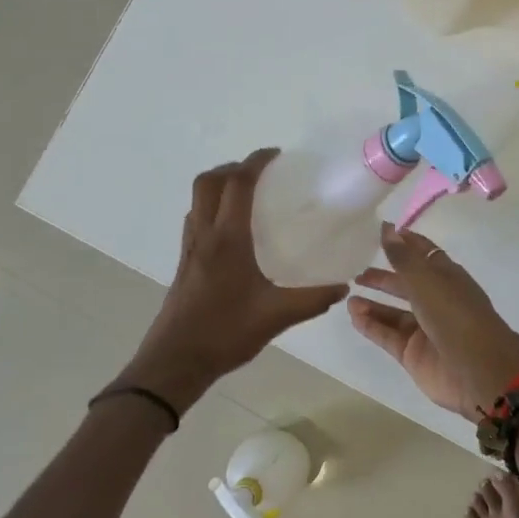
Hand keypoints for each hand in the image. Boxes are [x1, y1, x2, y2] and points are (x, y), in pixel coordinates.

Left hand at [122, 150, 347, 411]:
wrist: (175, 362)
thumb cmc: (224, 333)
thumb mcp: (276, 316)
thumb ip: (312, 299)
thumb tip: (343, 286)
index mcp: (227, 239)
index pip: (237, 184)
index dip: (255, 162)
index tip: (276, 155)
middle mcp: (204, 235)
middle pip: (209, 182)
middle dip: (233, 167)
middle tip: (261, 173)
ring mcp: (189, 248)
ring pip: (197, 199)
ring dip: (219, 185)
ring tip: (247, 195)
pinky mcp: (184, 263)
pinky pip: (195, 219)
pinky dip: (212, 208)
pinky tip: (232, 231)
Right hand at [349, 223, 518, 416]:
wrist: (477, 370)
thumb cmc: (454, 314)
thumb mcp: (426, 280)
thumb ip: (402, 256)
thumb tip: (387, 227)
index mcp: (447, 277)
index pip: (424, 254)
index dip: (405, 243)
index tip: (381, 233)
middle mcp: (436, 300)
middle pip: (406, 284)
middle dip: (383, 277)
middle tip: (357, 272)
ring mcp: (425, 329)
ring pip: (394, 312)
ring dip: (373, 303)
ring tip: (349, 296)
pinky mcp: (413, 353)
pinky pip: (388, 335)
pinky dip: (371, 325)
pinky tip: (353, 315)